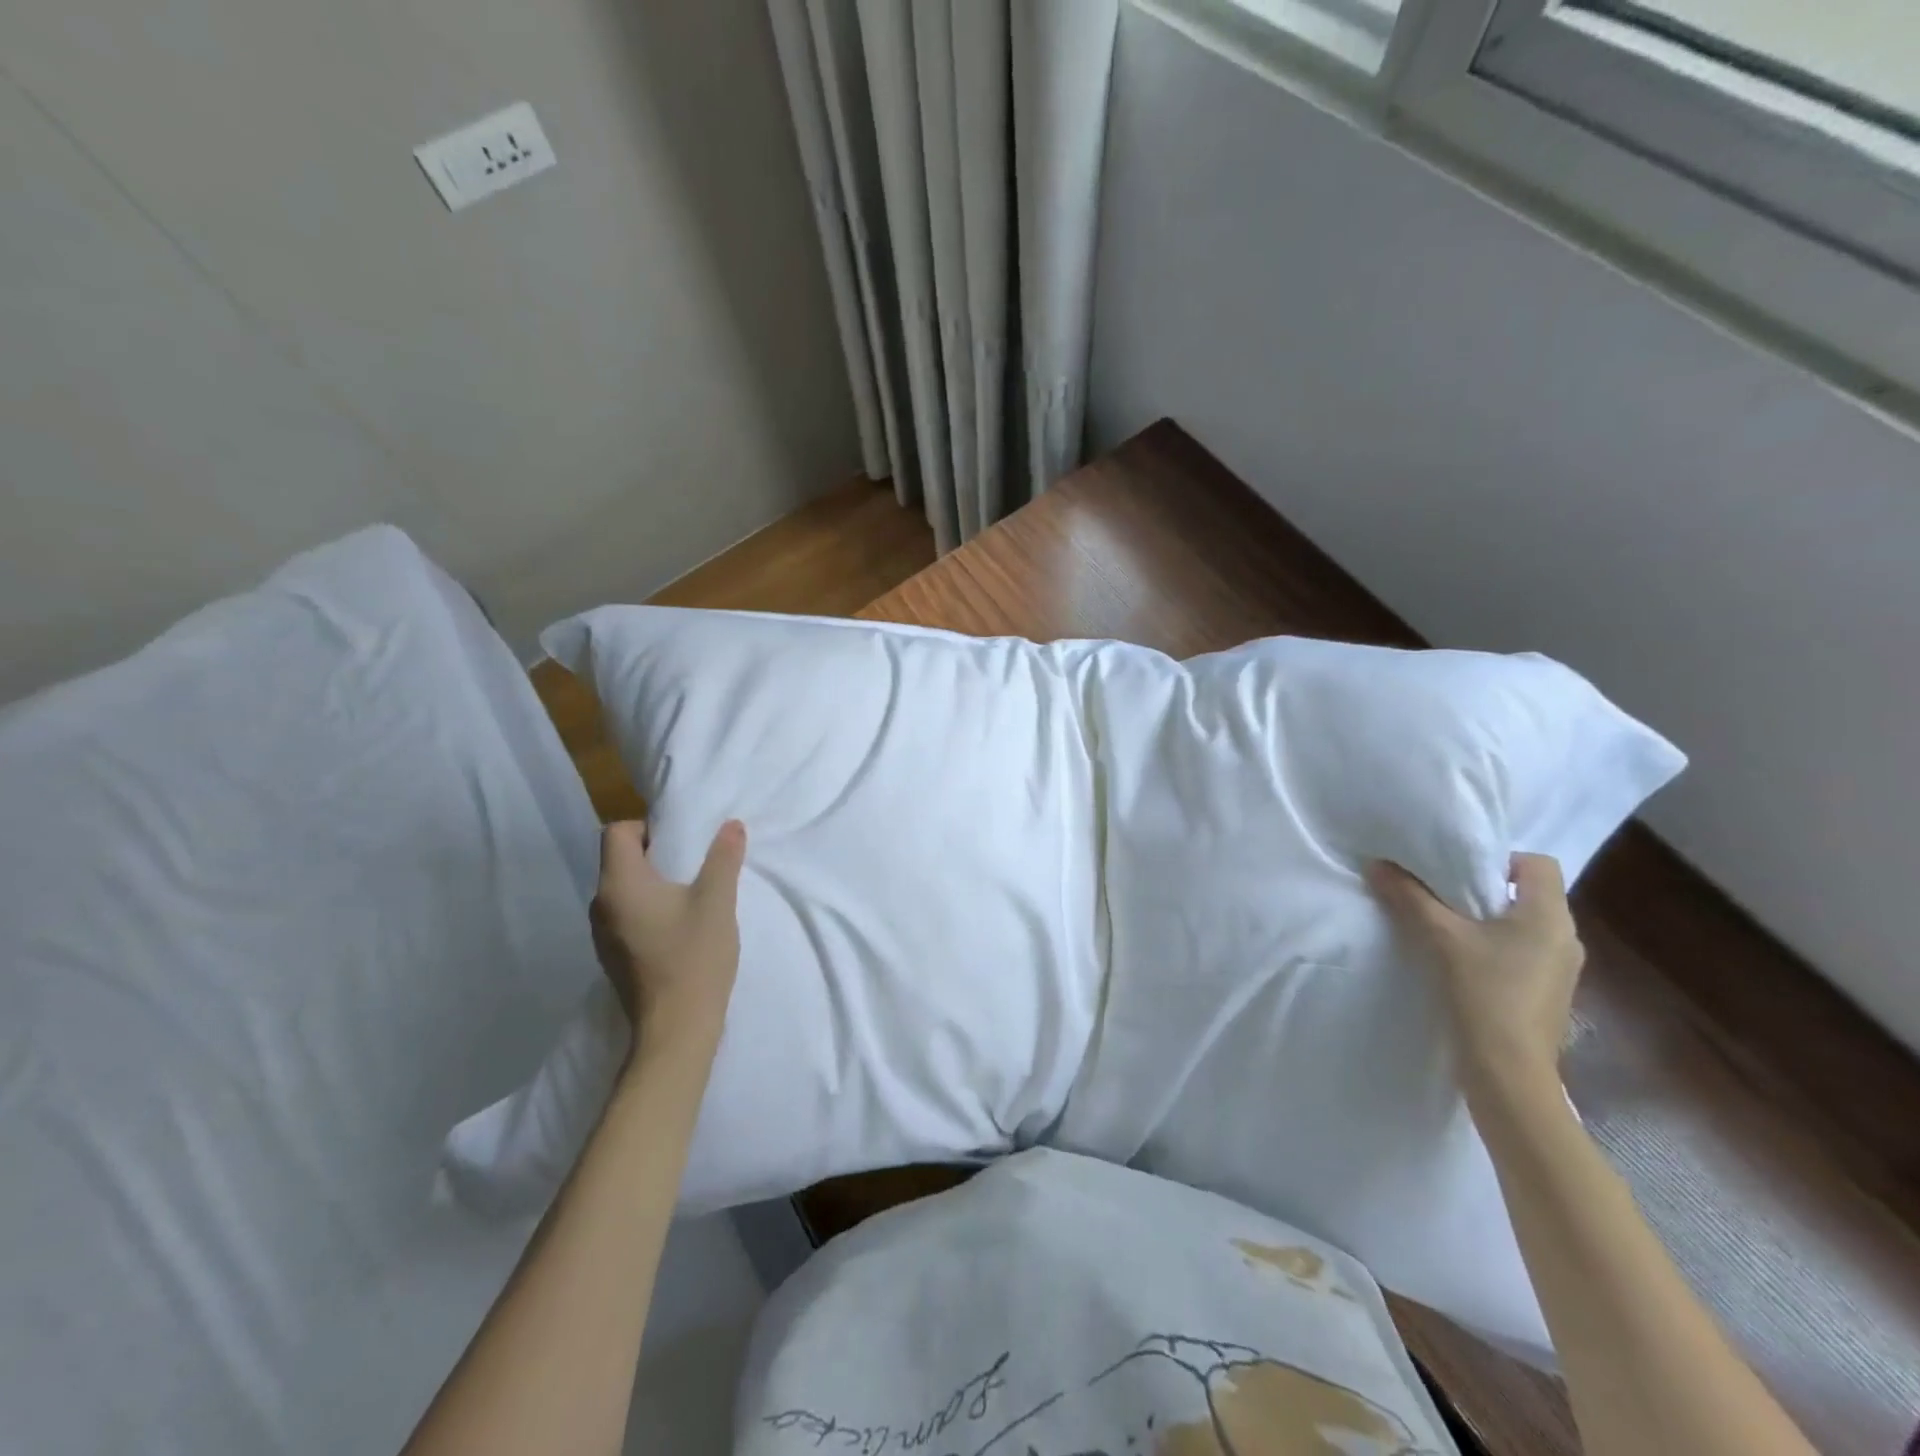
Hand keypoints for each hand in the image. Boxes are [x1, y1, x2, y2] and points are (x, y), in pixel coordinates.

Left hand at [589, 820, 745, 1052]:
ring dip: (652, 884)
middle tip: (694, 865)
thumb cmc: (694, 956)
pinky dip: (648, 910)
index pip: (616, 832)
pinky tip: (679, 927)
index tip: (681, 842)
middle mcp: (600, 905)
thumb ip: (723, 858)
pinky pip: (625, 916)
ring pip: (623, 890)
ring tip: (690, 896)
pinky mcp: (613, 957)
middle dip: (654, 854)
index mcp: (619, 884)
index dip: (647, 828)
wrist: (677, 1029)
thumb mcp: (717, 900)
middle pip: (618, 860)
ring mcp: (602, 935)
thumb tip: (731, 825)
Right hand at [1367, 852, 1583, 1093]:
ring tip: (1443, 927)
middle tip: (1439, 893)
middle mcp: (1565, 938)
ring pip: (1521, 925)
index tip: (1457, 870)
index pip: (1538, 863)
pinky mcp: (1546, 993)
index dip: (1499, 859)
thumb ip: (1409, 897)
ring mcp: (1560, 969)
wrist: (1508, 1073)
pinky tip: (1459, 962)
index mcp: (1550, 917)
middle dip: (1483, 888)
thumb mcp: (1440, 937)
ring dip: (1485, 920)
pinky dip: (1491, 947)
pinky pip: (1520, 952)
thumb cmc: (1484, 994)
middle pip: (1527, 893)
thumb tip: (1377, 864)